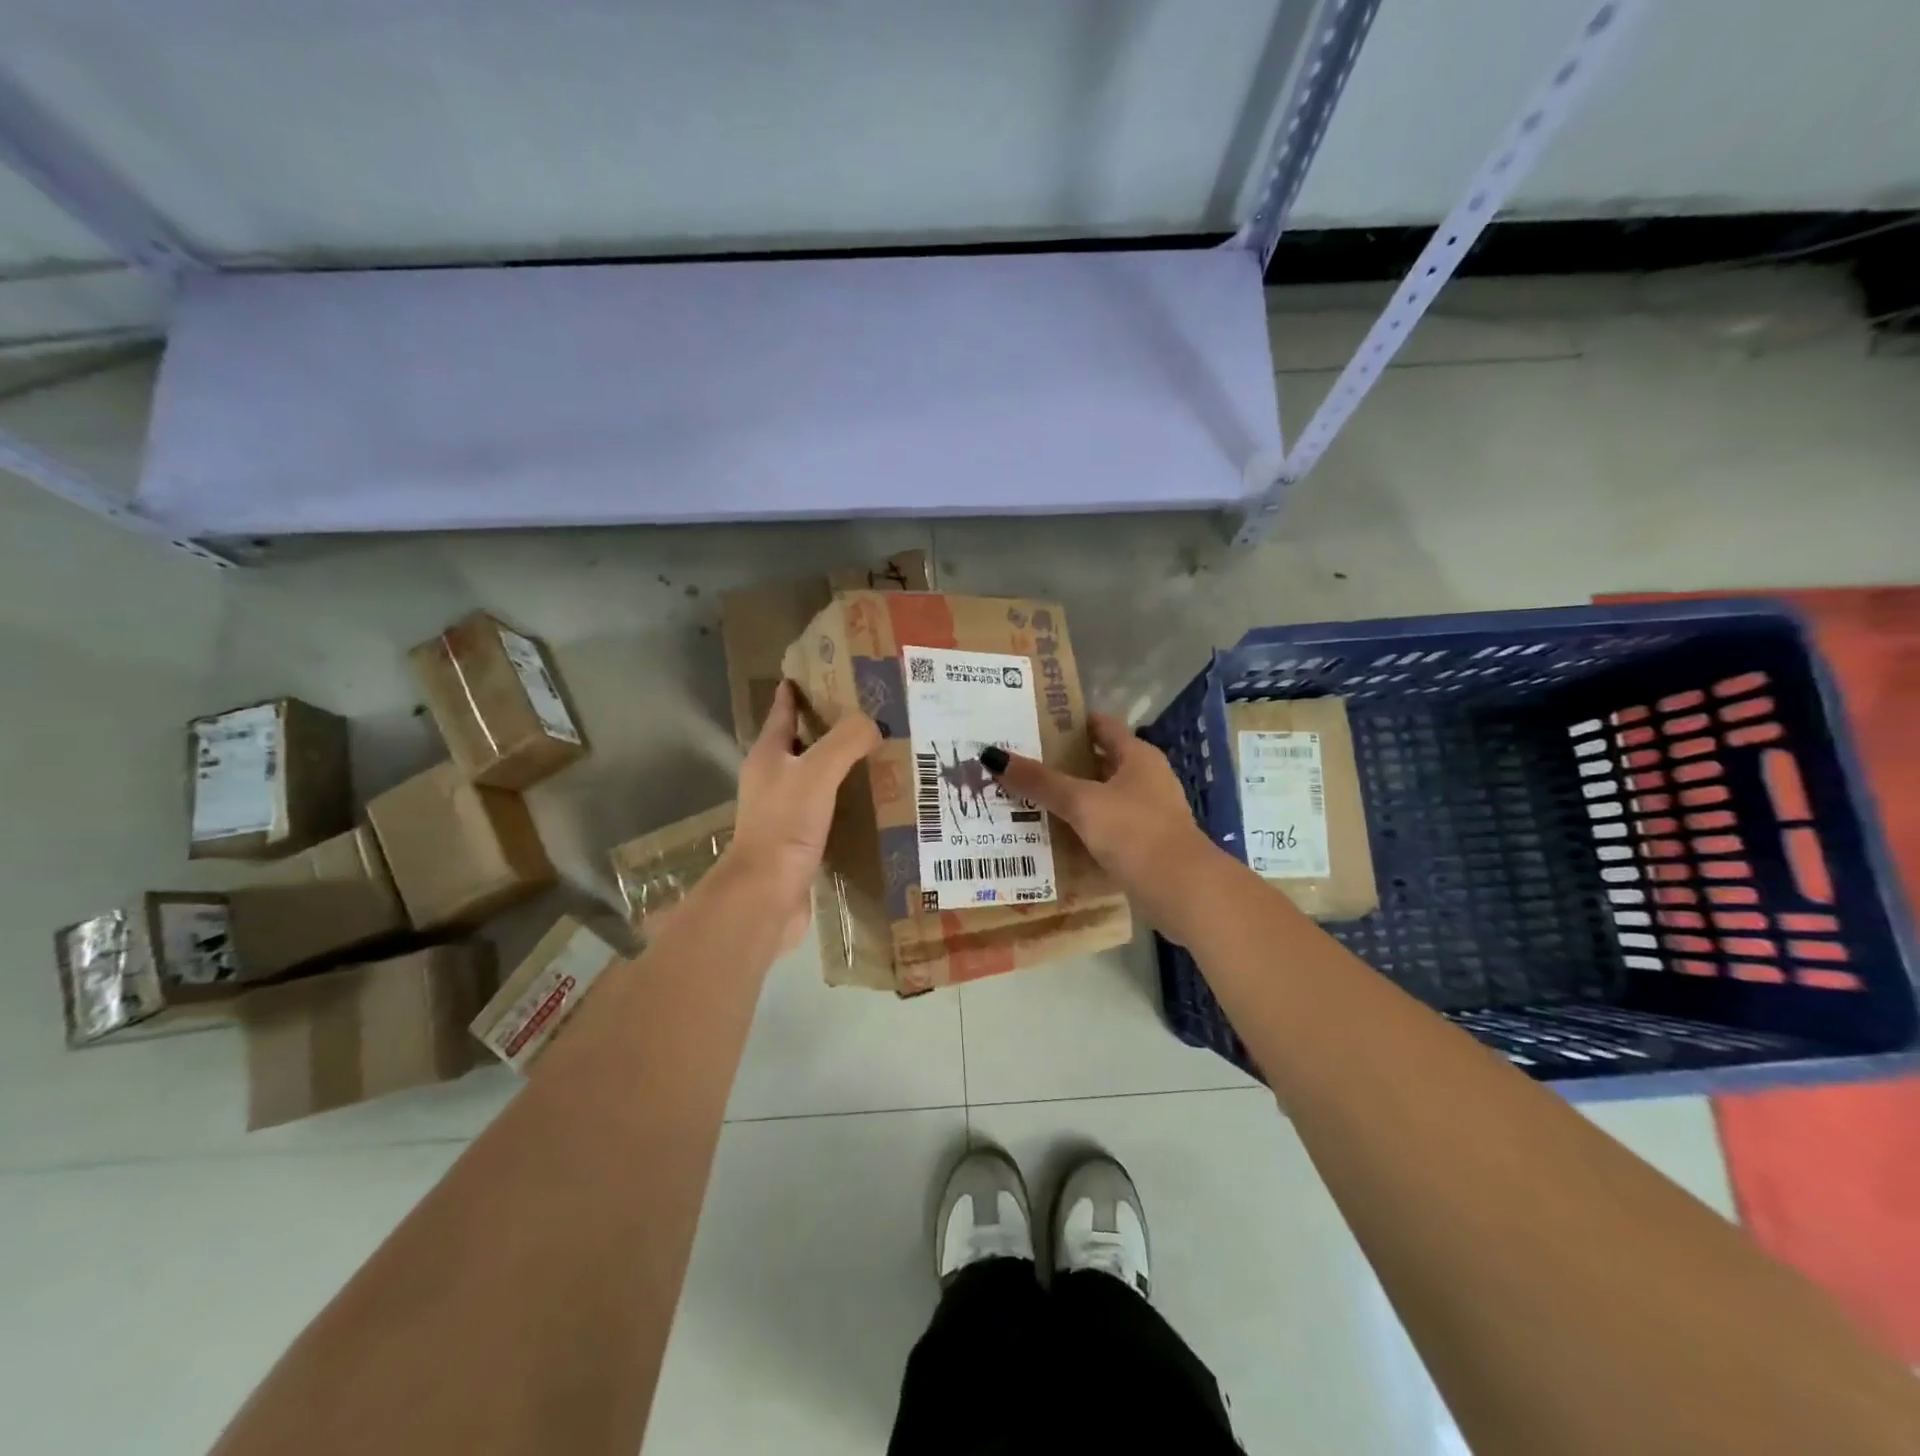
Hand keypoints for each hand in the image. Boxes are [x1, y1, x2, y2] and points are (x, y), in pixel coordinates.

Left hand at [725, 680, 879, 951]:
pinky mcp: (797, 839)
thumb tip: (874, 724)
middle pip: (799, 743)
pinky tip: (870, 800)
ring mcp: (783, 811)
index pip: (782, 713)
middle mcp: (771, 779)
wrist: (767, 893)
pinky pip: (825, 808)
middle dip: (825, 726)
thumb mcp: (817, 773)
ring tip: (875, 753)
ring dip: (837, 764)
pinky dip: (844, 799)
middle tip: (863, 713)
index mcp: (768, 756)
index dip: (795, 692)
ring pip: (813, 777)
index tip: (814, 674)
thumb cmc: (785, 825)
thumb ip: (846, 742)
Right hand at [986, 712, 1223, 935]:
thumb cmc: (1135, 832)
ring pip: (1100, 797)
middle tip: (1019, 764)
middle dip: (1061, 763)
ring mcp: (1146, 813)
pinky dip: (1081, 827)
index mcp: (1137, 756)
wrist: (1182, 890)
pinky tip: (1052, 836)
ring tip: (1025, 799)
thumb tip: (992, 756)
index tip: (1033, 723)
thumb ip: (1040, 781)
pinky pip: (1105, 827)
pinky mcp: (1143, 844)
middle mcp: (1145, 778)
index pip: (1100, 725)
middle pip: (1098, 761)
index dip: (1069, 722)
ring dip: (1070, 798)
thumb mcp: (1082, 803)